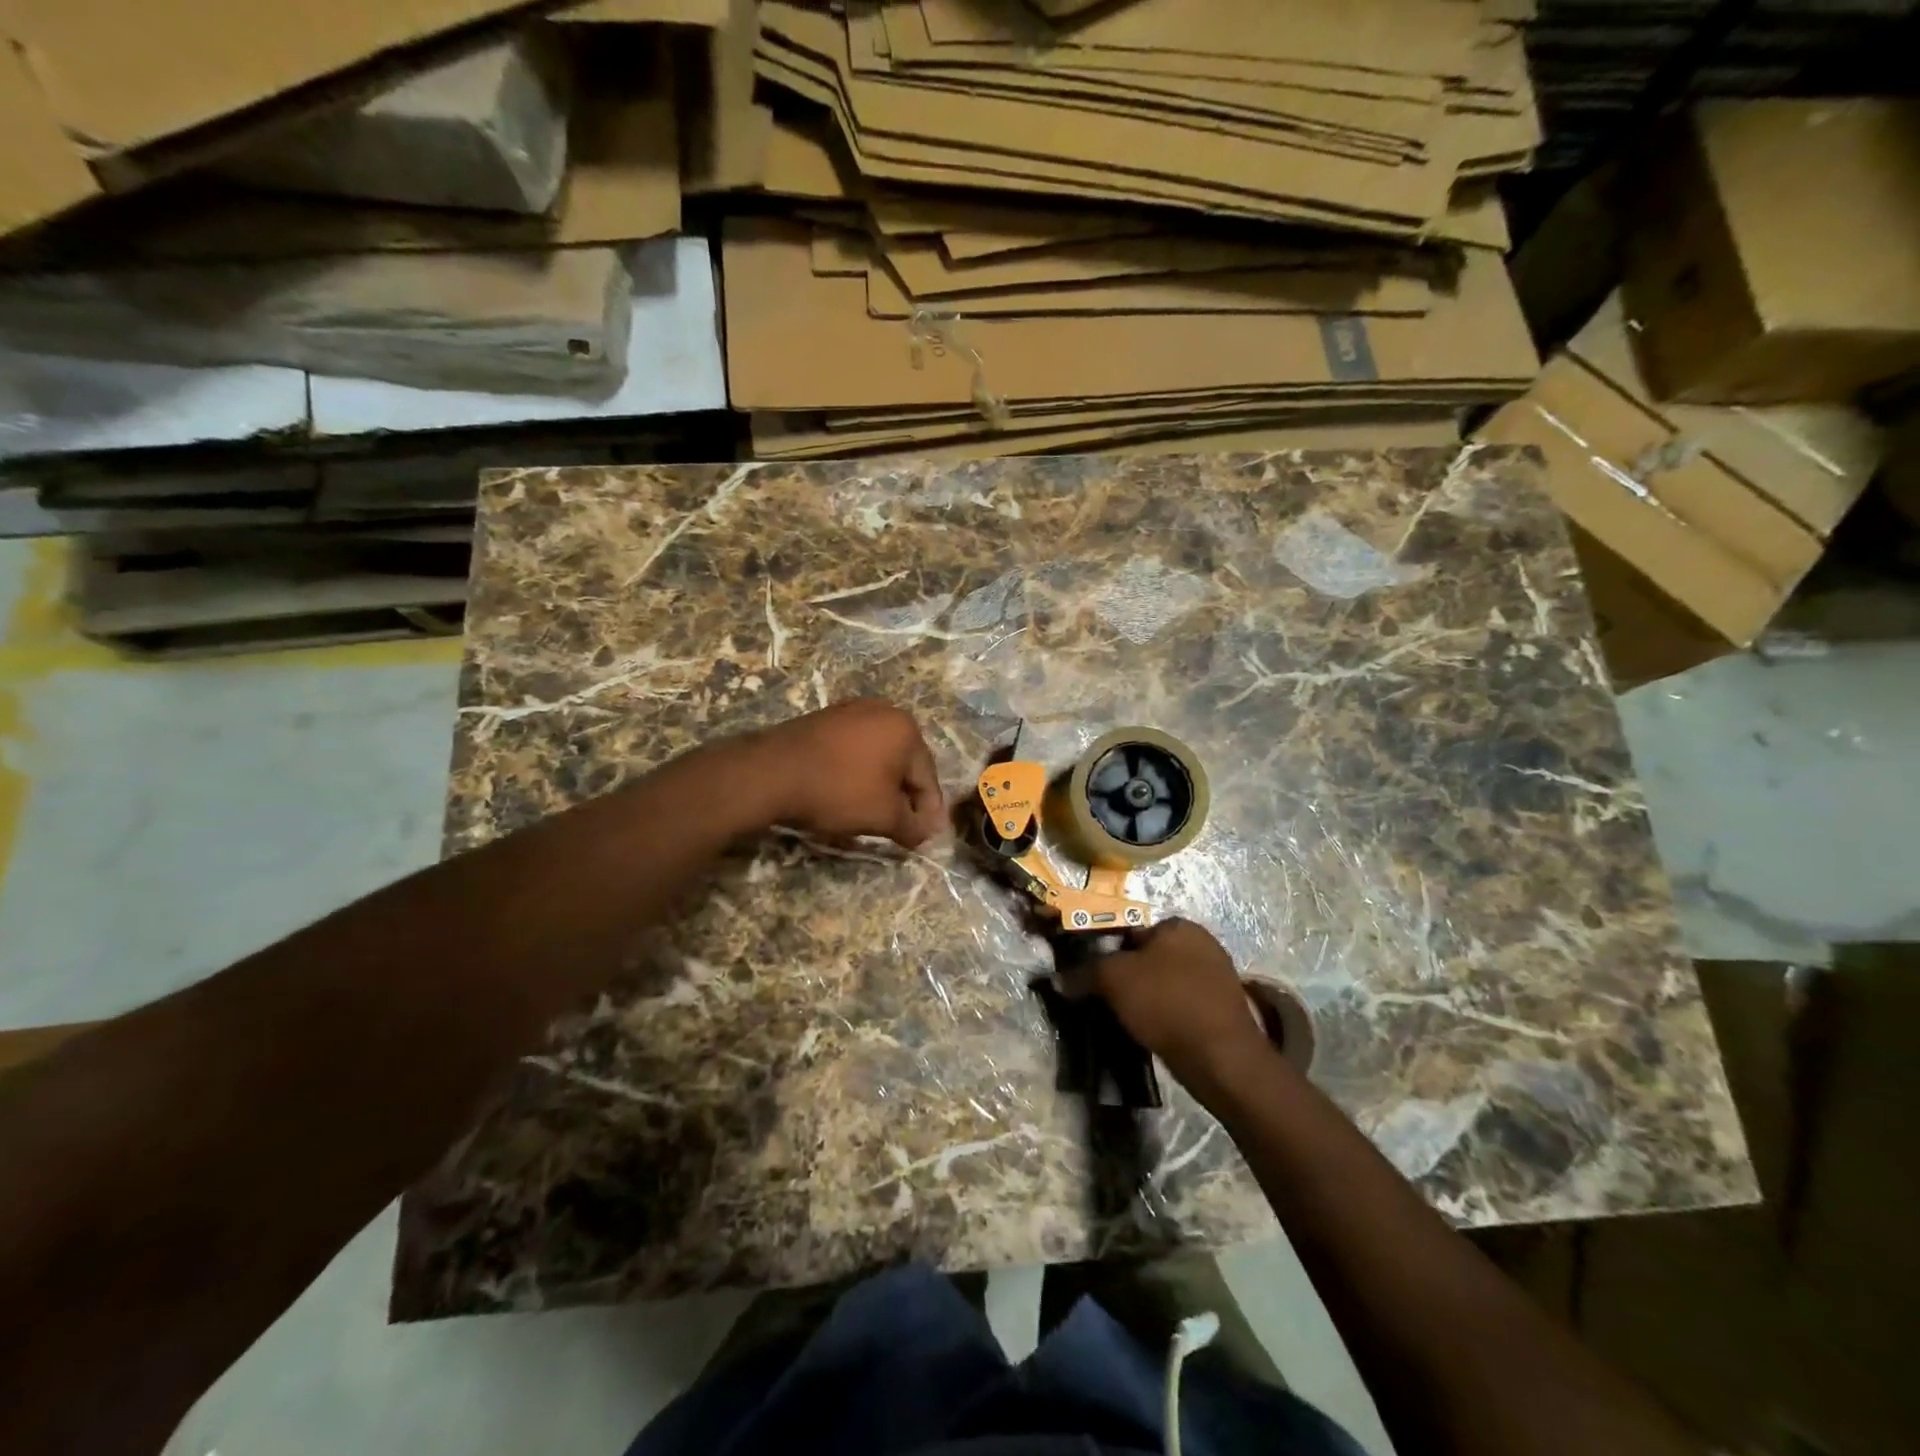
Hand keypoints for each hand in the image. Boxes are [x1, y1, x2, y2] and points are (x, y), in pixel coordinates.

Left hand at [751, 700, 945, 848]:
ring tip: (874, 815)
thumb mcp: (883, 817)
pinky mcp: (824, 719)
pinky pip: (853, 751)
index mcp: (906, 728)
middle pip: (904, 764)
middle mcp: (884, 711)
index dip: (929, 813)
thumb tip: (927, 834)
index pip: (927, 779)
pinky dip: (857, 773)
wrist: (770, 772)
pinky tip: (849, 794)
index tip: (924, 839)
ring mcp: (851, 711)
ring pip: (878, 757)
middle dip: (904, 798)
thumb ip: (913, 827)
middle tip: (901, 829)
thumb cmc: (838, 791)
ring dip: (881, 786)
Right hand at [1088, 919, 1273, 1091]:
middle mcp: (1202, 943)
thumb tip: (1059, 978)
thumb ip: (1084, 972)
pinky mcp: (1222, 1009)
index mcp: (1179, 925)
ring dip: (1144, 997)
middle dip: (1125, 975)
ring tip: (1124, 1018)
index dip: (1105, 950)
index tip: (1091, 975)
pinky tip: (1150, 1032)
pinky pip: (1180, 1005)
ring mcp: (1216, 977)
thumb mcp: (1113, 979)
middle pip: (1147, 956)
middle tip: (1104, 998)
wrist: (1221, 1058)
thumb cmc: (1166, 1002)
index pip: (1130, 929)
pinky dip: (1164, 1015)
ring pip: (1163, 982)